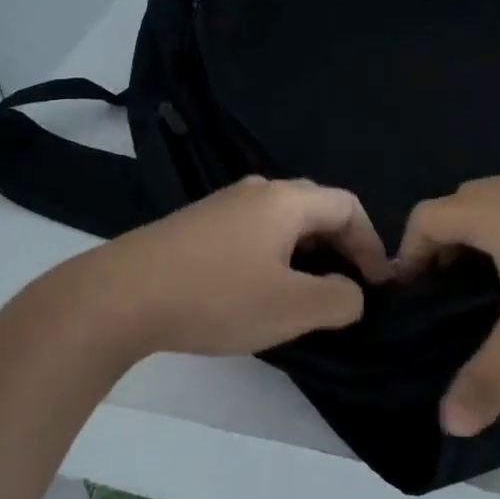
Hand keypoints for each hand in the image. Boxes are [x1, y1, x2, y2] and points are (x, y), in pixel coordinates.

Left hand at [100, 176, 391, 356]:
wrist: (120, 296)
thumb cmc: (217, 296)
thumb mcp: (292, 307)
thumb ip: (340, 299)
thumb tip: (352, 292)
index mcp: (286, 200)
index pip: (348, 206)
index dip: (372, 244)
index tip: (379, 286)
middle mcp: (257, 191)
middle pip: (316, 209)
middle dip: (340, 246)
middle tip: (349, 286)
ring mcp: (221, 205)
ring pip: (282, 222)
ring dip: (306, 253)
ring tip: (308, 292)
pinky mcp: (196, 226)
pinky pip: (253, 233)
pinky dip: (274, 256)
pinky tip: (260, 289)